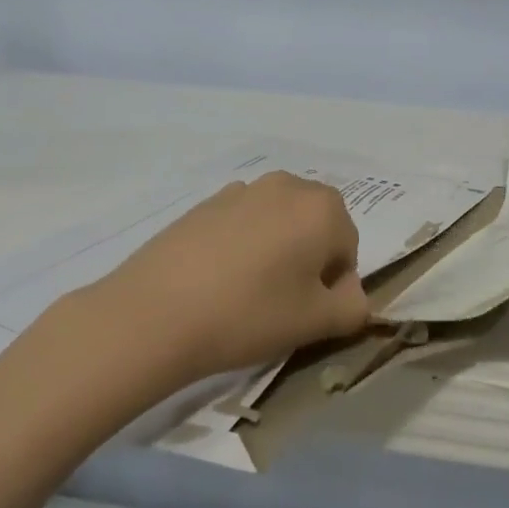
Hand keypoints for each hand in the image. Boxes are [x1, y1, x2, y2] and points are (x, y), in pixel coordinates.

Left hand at [83, 171, 371, 380]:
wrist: (155, 313)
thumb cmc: (249, 315)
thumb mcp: (316, 322)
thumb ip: (353, 306)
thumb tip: (352, 293)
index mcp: (323, 208)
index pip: (348, 248)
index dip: (333, 284)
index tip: (306, 311)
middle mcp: (288, 185)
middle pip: (316, 226)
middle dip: (308, 259)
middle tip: (280, 300)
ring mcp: (243, 189)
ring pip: (279, 221)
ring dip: (276, 249)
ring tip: (247, 290)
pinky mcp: (206, 201)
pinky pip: (243, 221)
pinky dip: (243, 243)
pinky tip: (217, 277)